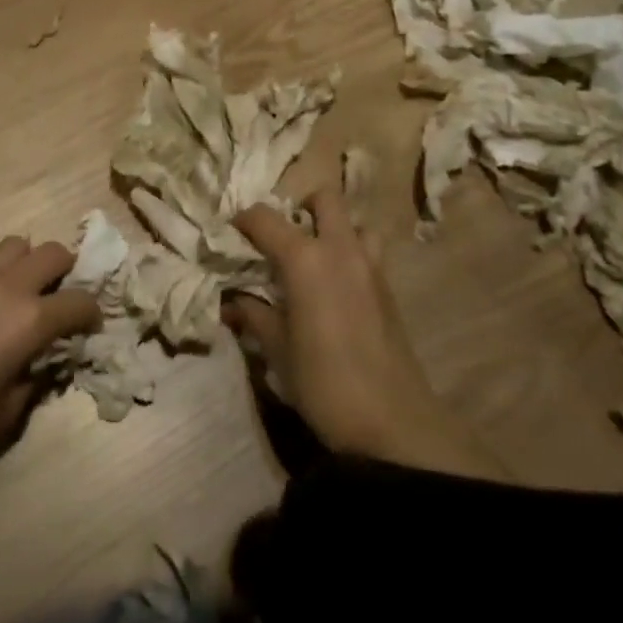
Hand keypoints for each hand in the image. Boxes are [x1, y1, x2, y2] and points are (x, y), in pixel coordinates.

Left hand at [0, 236, 100, 478]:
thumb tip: (46, 363)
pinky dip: (5, 274)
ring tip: (30, 297)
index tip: (91, 330)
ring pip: (18, 245)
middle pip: (52, 252)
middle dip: (68, 272)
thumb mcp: (4, 414)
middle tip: (64, 302)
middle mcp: (7, 287)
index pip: (79, 301)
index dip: (92, 315)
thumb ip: (35, 380)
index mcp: (29, 318)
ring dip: (32, 263)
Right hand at [228, 184, 492, 477]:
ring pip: (355, 222)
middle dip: (299, 207)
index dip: (242, 221)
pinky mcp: (389, 289)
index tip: (228, 235)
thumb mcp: (277, 350)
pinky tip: (334, 288)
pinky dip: (350, 254)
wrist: (394, 424)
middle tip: (280, 237)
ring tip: (313, 258)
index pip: (265, 217)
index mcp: (305, 258)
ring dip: (334, 228)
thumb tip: (231, 302)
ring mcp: (371, 266)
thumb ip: (253, 316)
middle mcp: (340, 249)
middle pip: (324, 198)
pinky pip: (369, 252)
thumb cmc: (324, 383)